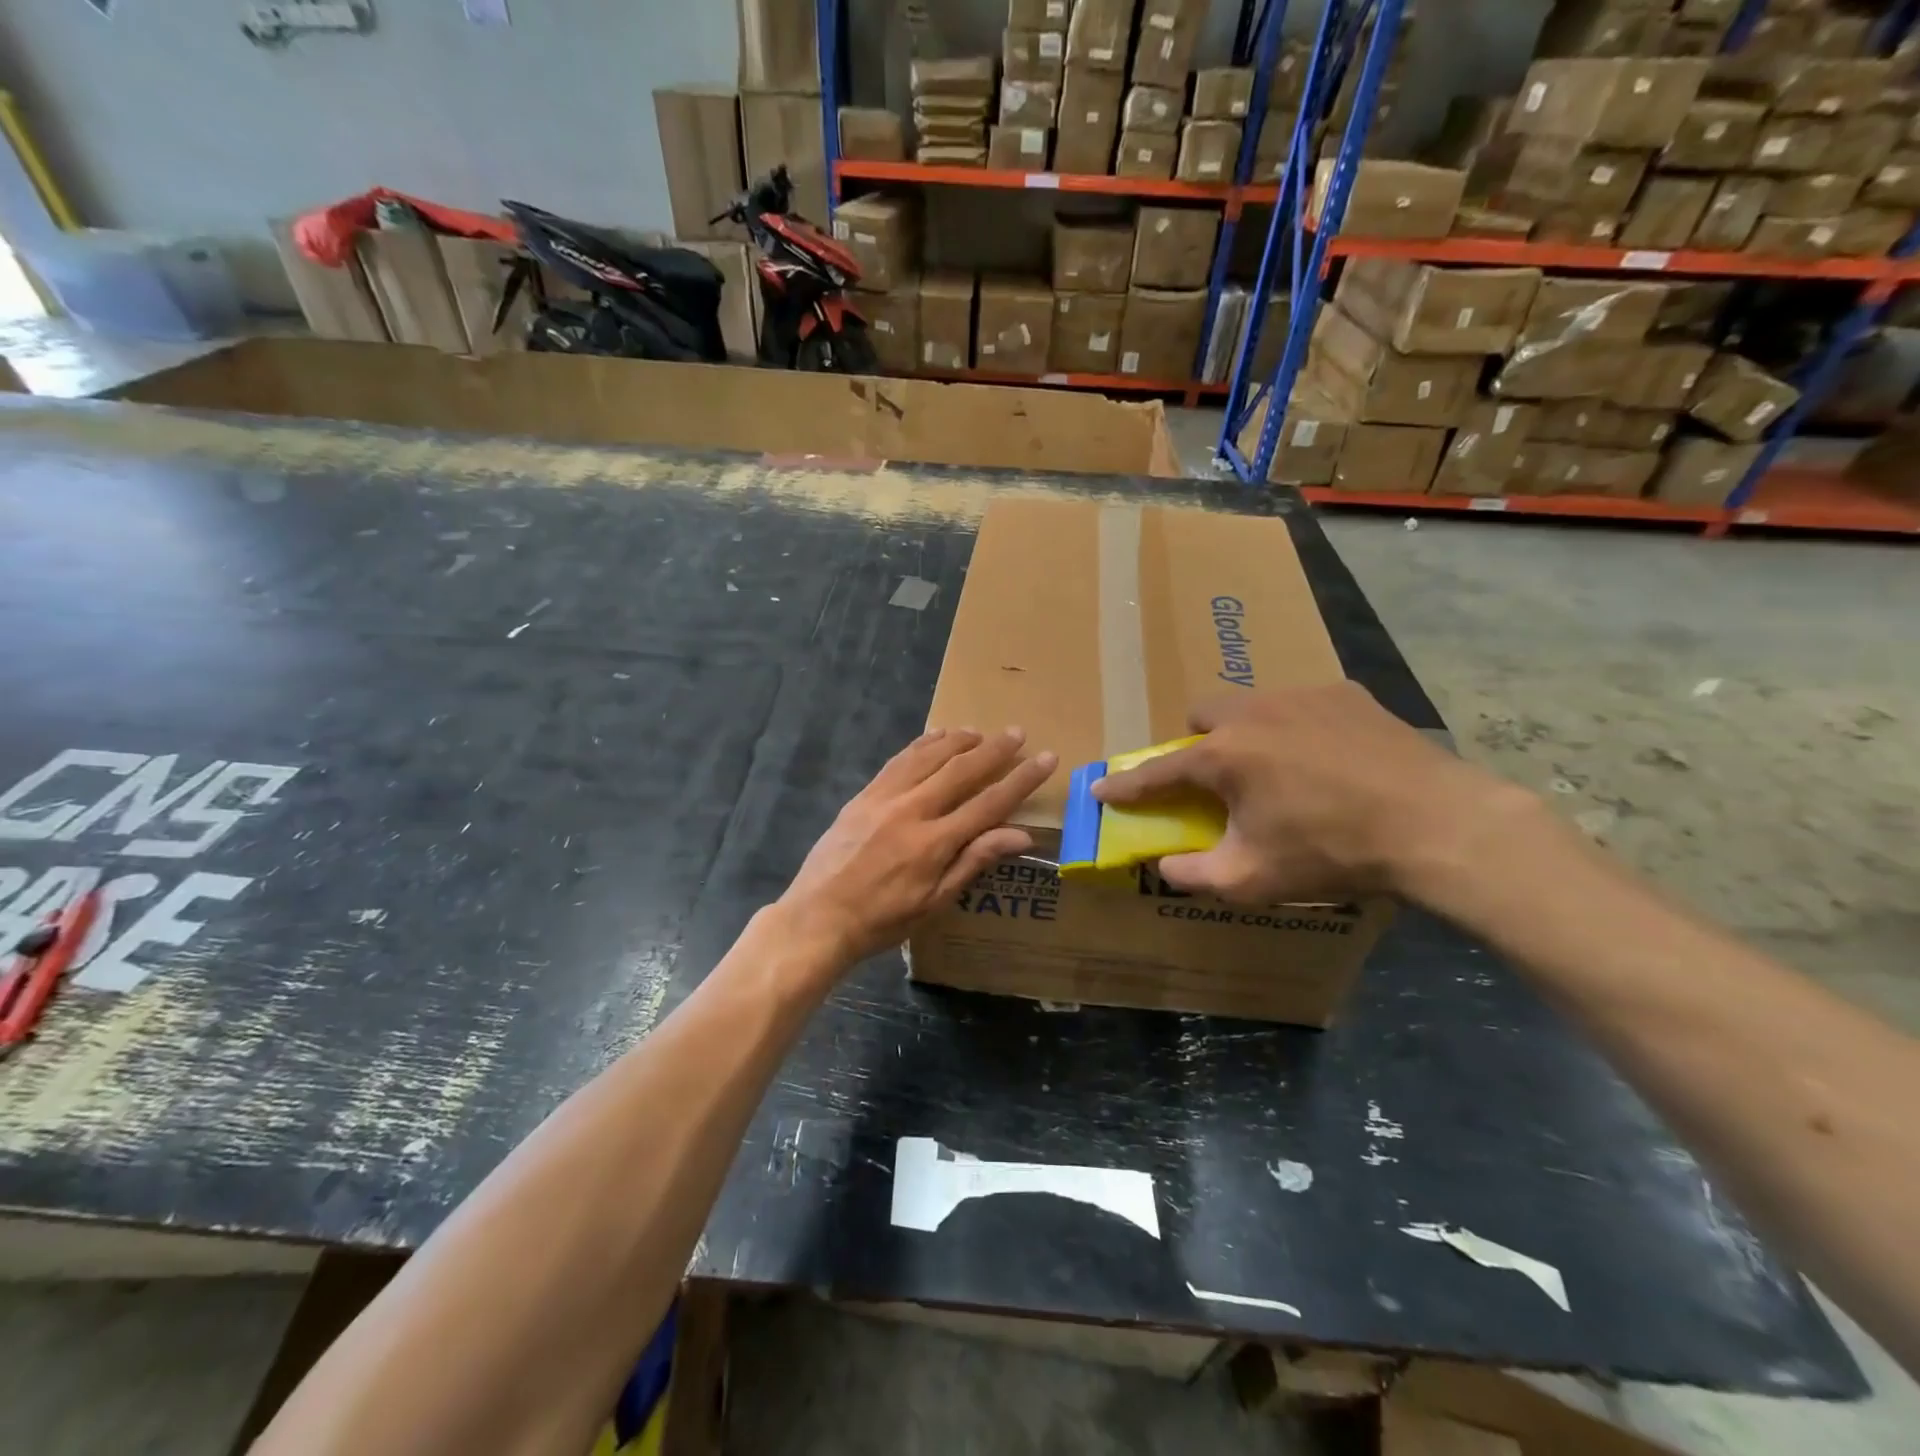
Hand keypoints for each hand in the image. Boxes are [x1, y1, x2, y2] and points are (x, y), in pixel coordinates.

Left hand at [779, 728, 1056, 965]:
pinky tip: (934, 737)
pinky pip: (898, 761)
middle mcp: (912, 810)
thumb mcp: (935, 902)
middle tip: (1017, 732)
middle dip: (994, 749)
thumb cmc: (883, 919)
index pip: (989, 803)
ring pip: (928, 757)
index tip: (1046, 758)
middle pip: (961, 770)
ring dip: (958, 740)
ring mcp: (884, 798)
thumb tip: (1021, 835)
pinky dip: (921, 745)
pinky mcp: (864, 795)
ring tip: (979, 731)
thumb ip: (975, 861)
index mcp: (935, 842)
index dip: (1021, 779)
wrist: (819, 916)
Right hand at [1092, 684, 1529, 905]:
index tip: (1101, 789)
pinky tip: (1329, 758)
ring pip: (1253, 704)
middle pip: (1203, 715)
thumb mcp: (1252, 878)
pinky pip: (1302, 704)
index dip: (1126, 785)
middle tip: (1219, 778)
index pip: (1158, 771)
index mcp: (1225, 756)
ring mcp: (1303, 696)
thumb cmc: (1332, 852)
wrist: (1436, 825)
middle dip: (1198, 743)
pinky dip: (1298, 727)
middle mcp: (1254, 713)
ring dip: (1248, 733)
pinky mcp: (1347, 694)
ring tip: (1280, 769)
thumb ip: (1194, 873)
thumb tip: (1163, 865)